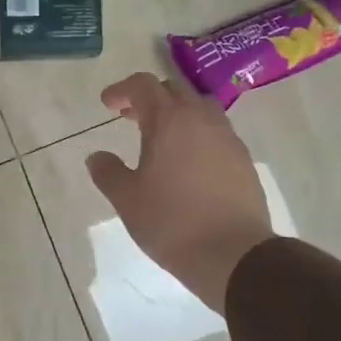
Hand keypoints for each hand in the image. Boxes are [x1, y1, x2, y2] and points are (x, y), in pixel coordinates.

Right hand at [86, 73, 273, 313]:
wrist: (233, 254)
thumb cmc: (172, 223)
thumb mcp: (127, 200)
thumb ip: (108, 173)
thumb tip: (96, 156)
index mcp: (170, 121)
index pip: (144, 86)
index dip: (122, 90)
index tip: (108, 104)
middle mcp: (202, 119)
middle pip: (174, 90)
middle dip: (149, 98)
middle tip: (130, 117)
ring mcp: (227, 138)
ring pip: (200, 108)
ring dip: (177, 113)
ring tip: (161, 138)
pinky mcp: (243, 159)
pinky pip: (216, 132)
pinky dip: (197, 134)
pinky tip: (188, 161)